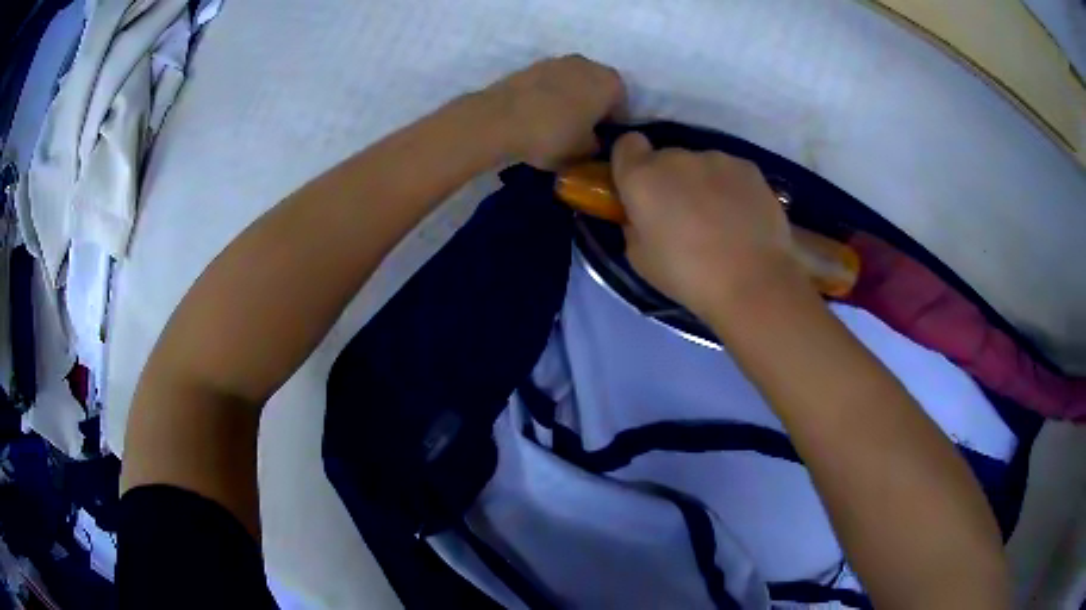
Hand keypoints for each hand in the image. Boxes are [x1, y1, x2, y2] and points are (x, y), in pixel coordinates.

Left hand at [482, 55, 625, 168]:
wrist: (497, 120)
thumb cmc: (551, 136)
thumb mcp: (584, 153)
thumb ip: (599, 147)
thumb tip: (596, 142)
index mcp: (611, 82)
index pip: (622, 107)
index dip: (612, 128)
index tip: (599, 144)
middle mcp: (589, 64)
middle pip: (598, 90)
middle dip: (593, 109)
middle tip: (580, 135)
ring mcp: (558, 61)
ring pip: (574, 85)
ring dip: (571, 101)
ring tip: (555, 126)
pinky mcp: (532, 65)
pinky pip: (551, 84)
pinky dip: (549, 97)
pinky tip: (537, 117)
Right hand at [612, 132, 802, 319]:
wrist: (755, 281)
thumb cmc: (688, 276)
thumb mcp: (640, 260)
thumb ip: (634, 226)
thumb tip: (641, 216)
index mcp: (642, 177)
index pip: (626, 145)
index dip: (630, 164)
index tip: (638, 190)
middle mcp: (676, 157)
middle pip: (665, 159)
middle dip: (668, 181)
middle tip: (682, 217)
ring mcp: (716, 159)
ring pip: (700, 166)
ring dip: (701, 184)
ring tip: (719, 223)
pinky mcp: (749, 168)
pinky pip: (729, 173)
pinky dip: (731, 189)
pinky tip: (742, 220)